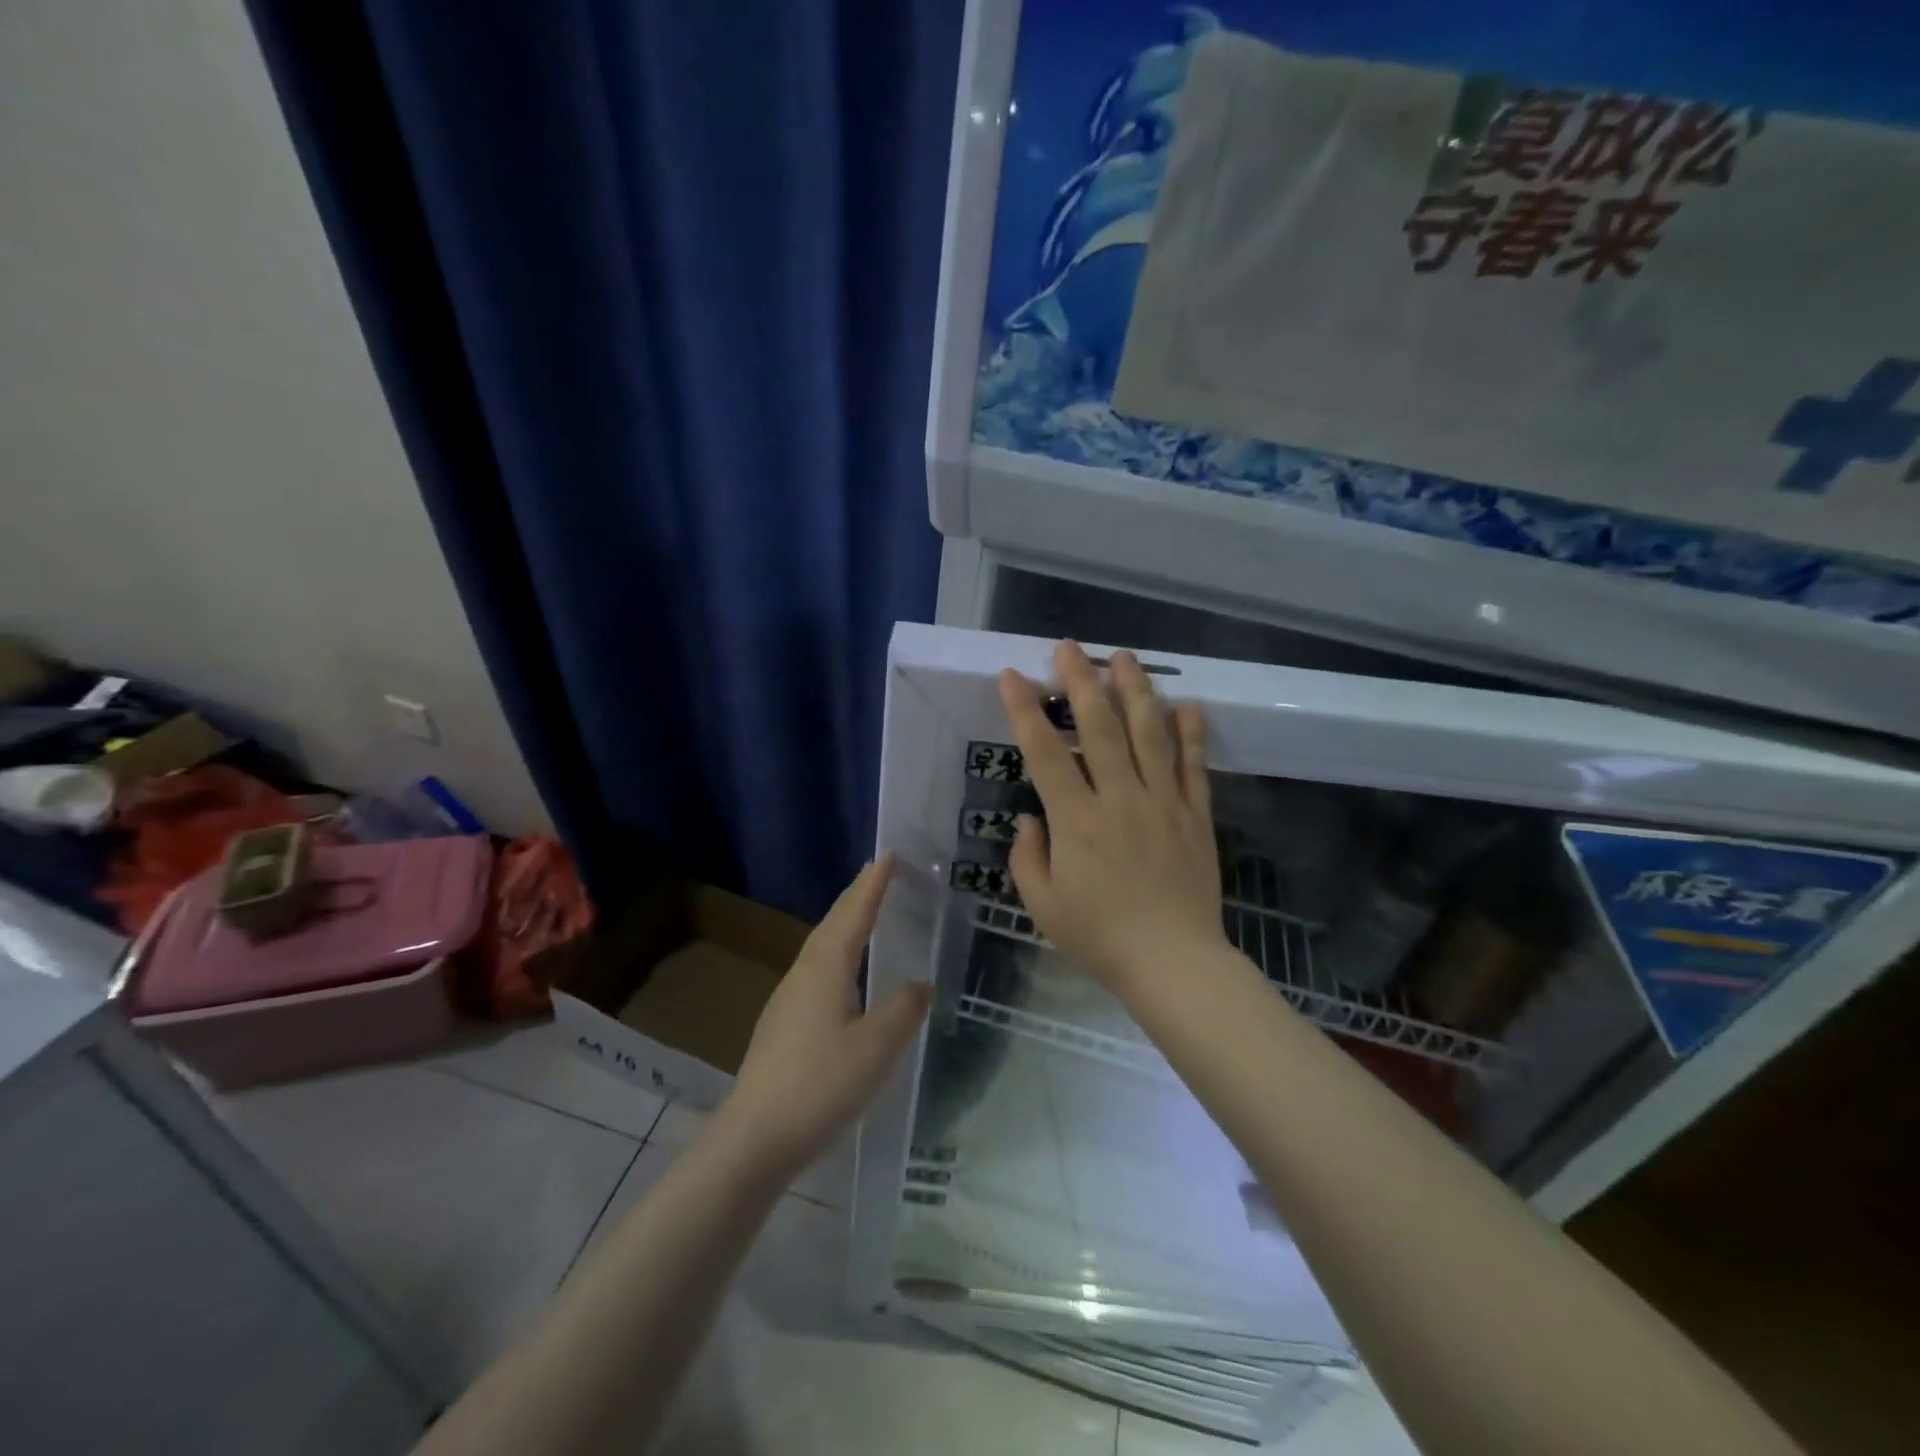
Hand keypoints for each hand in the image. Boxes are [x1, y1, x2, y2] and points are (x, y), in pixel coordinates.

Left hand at [718, 856, 929, 1177]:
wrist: (755, 1138)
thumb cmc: (821, 1084)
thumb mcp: (877, 1047)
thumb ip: (904, 1010)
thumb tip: (920, 983)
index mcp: (826, 967)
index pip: (855, 912)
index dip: (873, 883)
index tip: (889, 854)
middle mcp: (804, 973)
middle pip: (833, 923)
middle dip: (857, 896)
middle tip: (878, 873)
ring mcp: (788, 999)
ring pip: (822, 948)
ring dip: (845, 924)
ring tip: (865, 914)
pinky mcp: (783, 1025)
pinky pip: (817, 971)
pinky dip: (837, 955)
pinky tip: (844, 976)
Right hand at [999, 641, 1226, 993]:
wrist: (1173, 963)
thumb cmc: (1100, 937)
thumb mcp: (1043, 905)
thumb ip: (1028, 856)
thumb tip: (1030, 815)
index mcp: (1076, 820)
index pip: (1045, 753)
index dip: (1025, 711)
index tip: (1012, 676)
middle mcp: (1119, 798)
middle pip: (1100, 727)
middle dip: (1081, 681)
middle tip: (1070, 647)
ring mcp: (1162, 802)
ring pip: (1149, 734)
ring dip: (1135, 691)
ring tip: (1124, 657)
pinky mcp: (1195, 815)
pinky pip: (1194, 765)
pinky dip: (1191, 732)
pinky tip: (1186, 704)